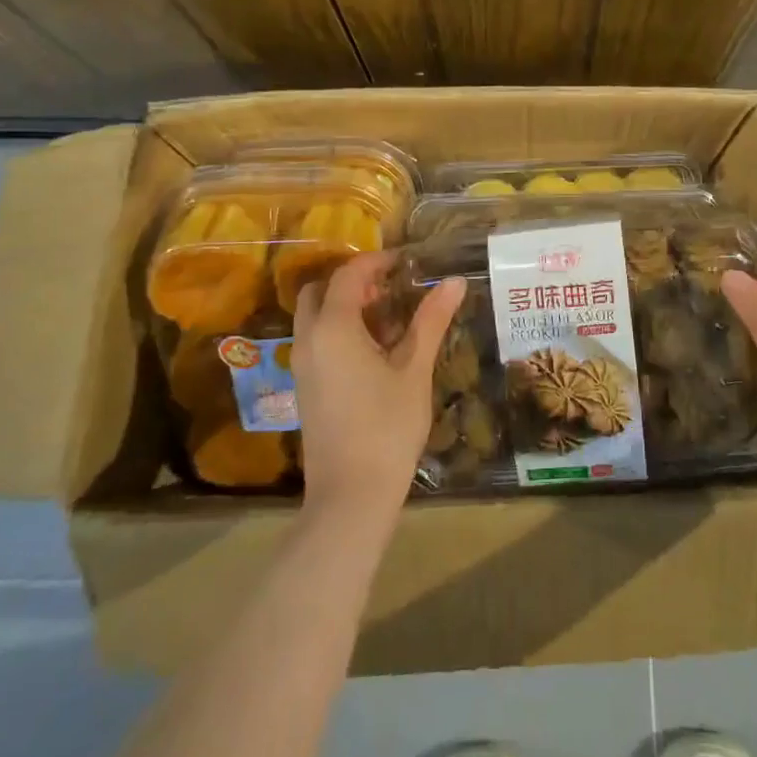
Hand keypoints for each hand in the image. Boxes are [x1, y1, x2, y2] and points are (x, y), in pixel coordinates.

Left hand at [292, 253, 465, 524]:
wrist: (351, 494)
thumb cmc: (387, 427)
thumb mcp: (414, 369)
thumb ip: (431, 320)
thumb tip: (454, 281)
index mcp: (333, 328)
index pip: (349, 275)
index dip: (376, 262)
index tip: (407, 262)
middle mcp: (309, 340)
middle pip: (320, 290)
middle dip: (353, 281)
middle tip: (391, 288)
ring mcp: (302, 365)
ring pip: (315, 316)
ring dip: (345, 306)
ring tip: (389, 318)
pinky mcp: (305, 387)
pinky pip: (316, 340)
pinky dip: (338, 329)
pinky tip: (375, 350)